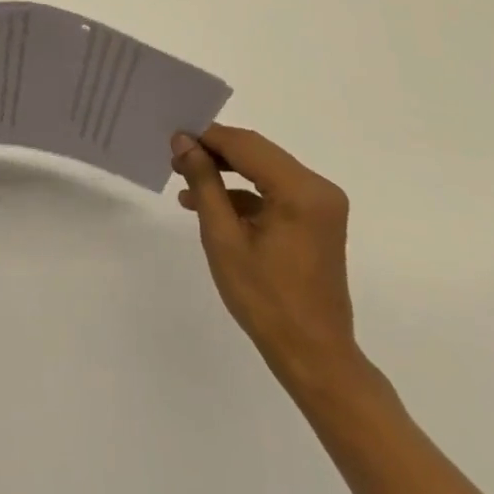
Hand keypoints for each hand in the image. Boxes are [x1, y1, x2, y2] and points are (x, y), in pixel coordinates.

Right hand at [170, 125, 358, 382]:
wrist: (313, 356)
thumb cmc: (265, 299)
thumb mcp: (223, 237)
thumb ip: (204, 182)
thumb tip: (183, 142)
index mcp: (300, 190)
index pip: (245, 145)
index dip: (207, 137)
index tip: (172, 141)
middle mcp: (318, 188)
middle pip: (257, 152)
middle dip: (215, 153)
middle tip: (176, 160)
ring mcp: (321, 204)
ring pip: (264, 168)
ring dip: (226, 172)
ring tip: (187, 182)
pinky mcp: (317, 219)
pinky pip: (275, 190)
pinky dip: (244, 193)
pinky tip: (212, 204)